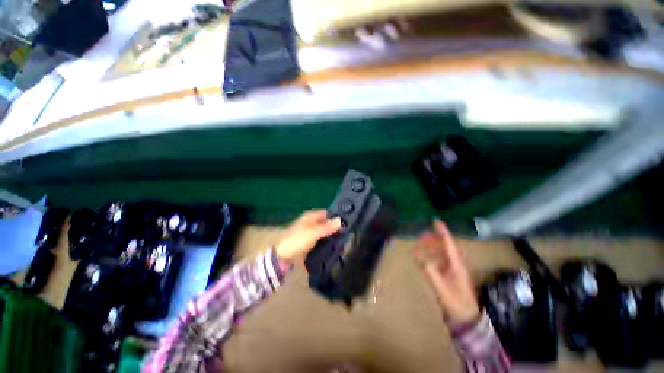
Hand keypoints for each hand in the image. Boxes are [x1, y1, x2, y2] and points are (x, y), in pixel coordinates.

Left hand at [275, 210, 341, 262]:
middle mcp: (310, 222)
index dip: (335, 217)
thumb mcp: (314, 233)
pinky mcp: (309, 242)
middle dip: (334, 227)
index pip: (326, 213)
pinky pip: (320, 239)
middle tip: (345, 234)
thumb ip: (327, 227)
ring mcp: (309, 232)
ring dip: (330, 235)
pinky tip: (333, 246)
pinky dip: (326, 241)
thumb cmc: (298, 240)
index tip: (345, 224)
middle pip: (325, 222)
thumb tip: (341, 220)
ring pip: (323, 231)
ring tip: (342, 240)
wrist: (282, 256)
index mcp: (310, 216)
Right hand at [414, 220, 479, 324]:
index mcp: (457, 265)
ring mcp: (453, 269)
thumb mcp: (443, 290)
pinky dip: (431, 256)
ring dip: (432, 247)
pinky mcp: (449, 274)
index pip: (449, 245)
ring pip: (442, 252)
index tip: (436, 221)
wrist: (466, 318)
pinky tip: (423, 257)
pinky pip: (440, 260)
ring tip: (420, 244)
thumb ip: (432, 274)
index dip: (443, 232)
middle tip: (421, 234)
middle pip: (445, 246)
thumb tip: (422, 259)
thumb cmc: (456, 304)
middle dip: (434, 238)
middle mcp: (455, 264)